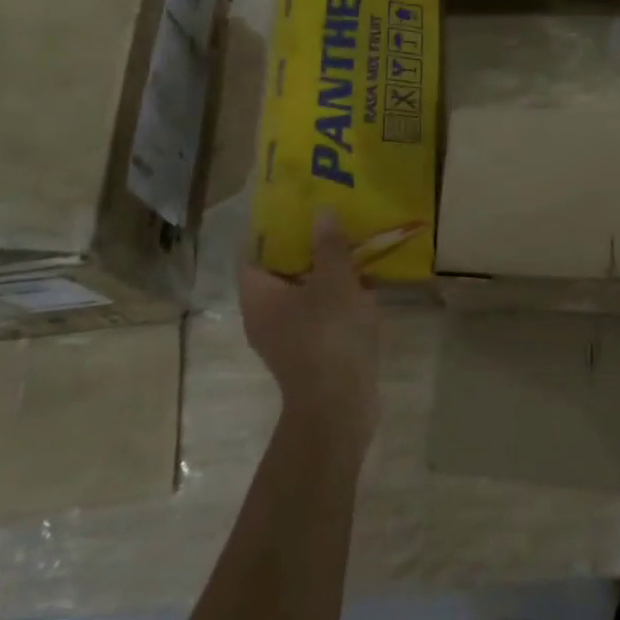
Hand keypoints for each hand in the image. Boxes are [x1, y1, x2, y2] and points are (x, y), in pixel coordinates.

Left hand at [238, 214, 383, 446]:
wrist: (339, 407)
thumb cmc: (329, 336)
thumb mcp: (335, 282)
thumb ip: (329, 246)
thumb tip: (322, 212)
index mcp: (259, 297)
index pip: (253, 254)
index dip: (272, 231)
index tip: (296, 211)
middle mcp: (265, 317)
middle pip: (281, 274)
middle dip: (306, 250)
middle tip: (331, 225)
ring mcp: (288, 339)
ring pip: (304, 296)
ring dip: (327, 276)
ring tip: (353, 250)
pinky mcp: (311, 355)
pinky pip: (321, 317)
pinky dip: (338, 302)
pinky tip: (366, 289)